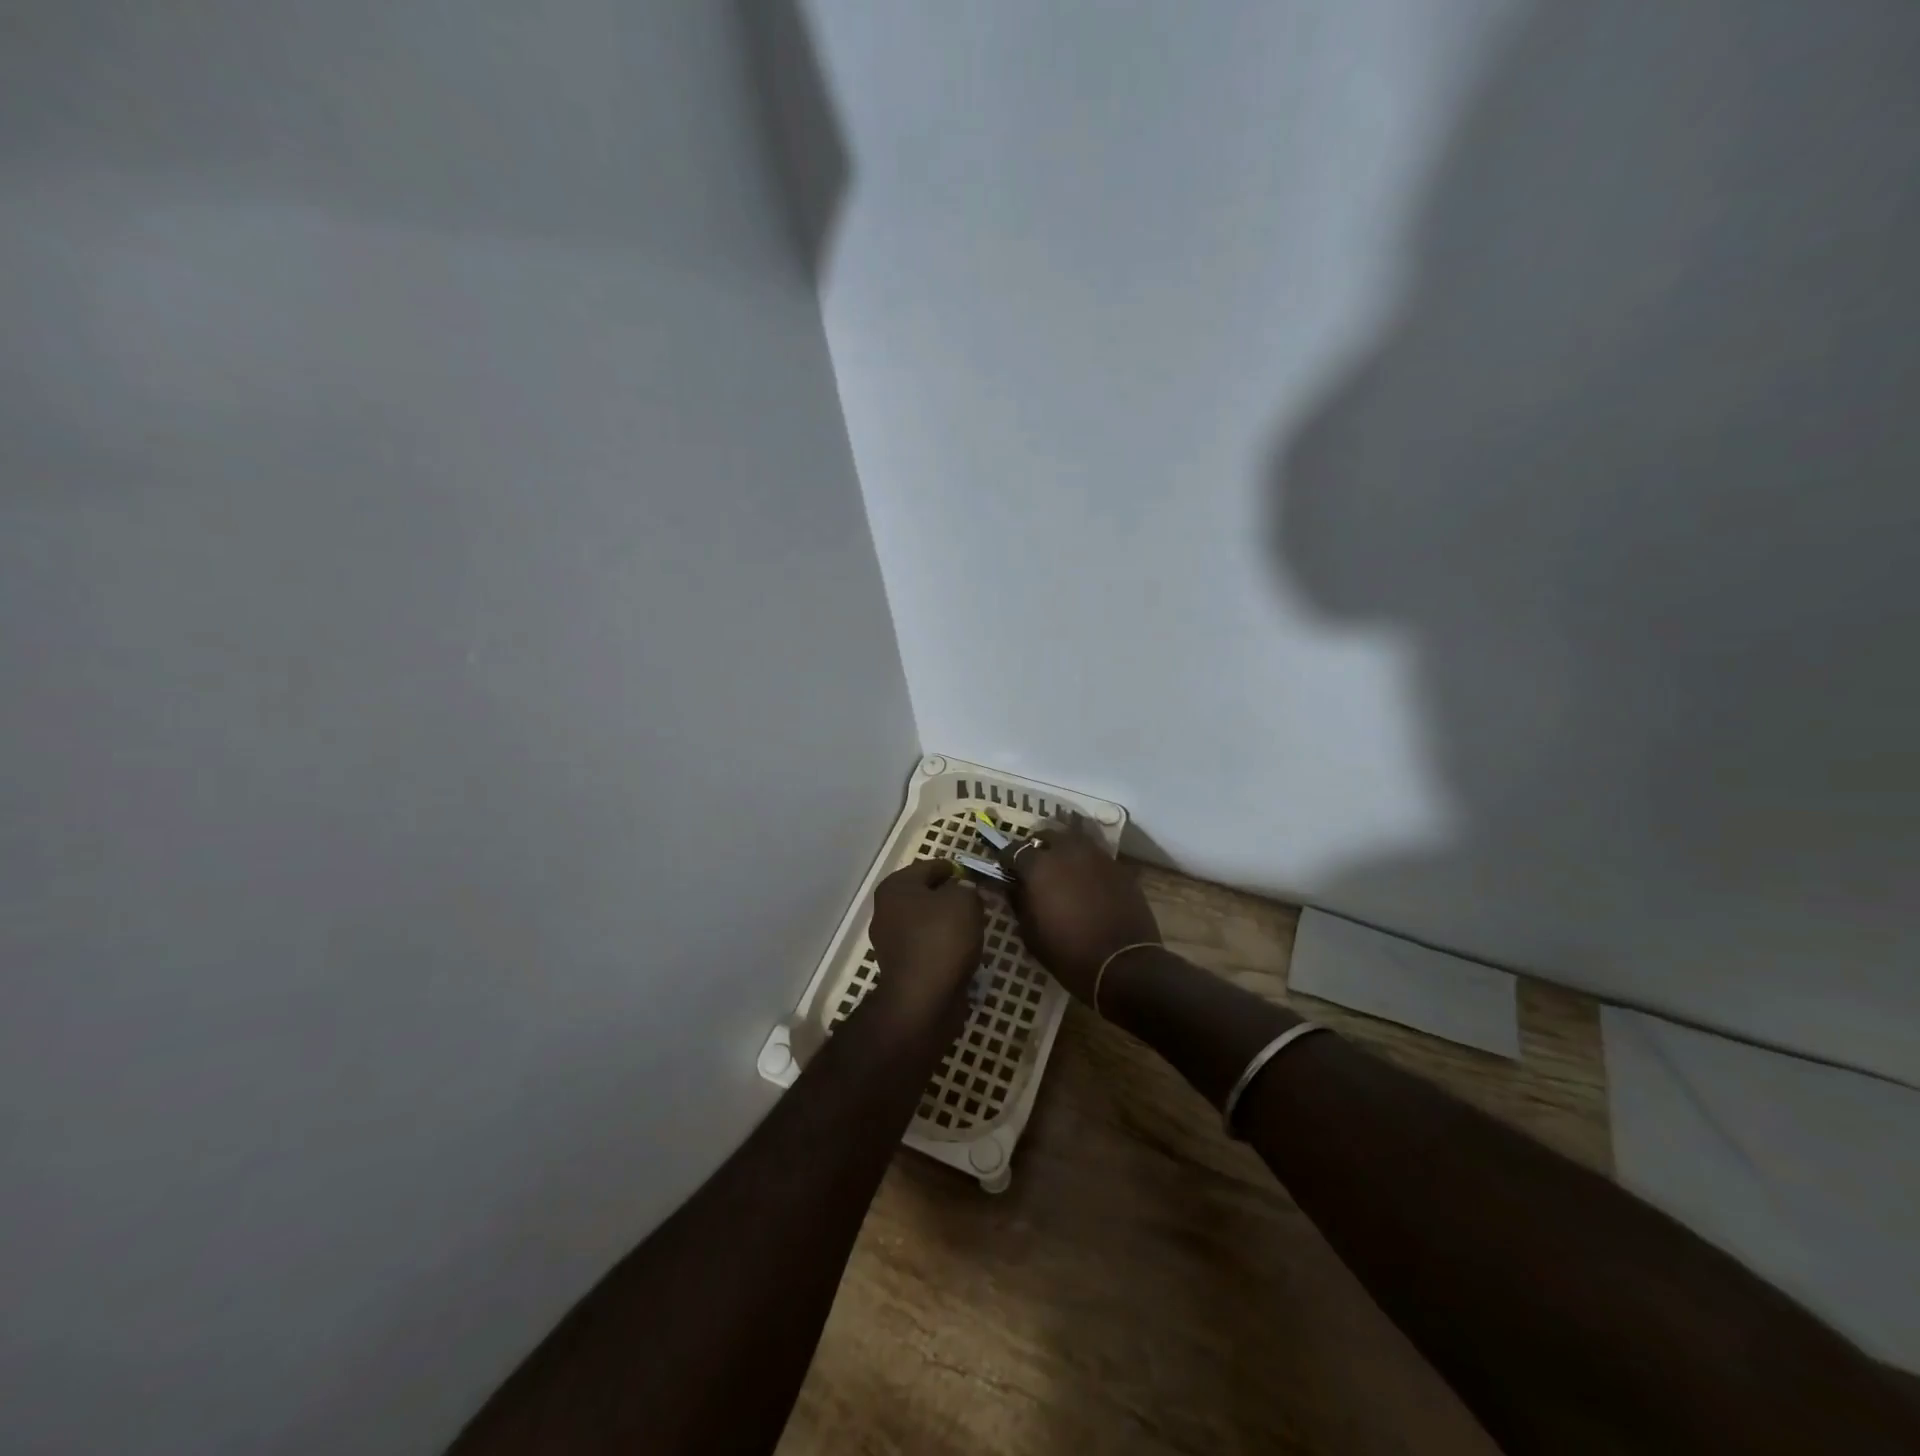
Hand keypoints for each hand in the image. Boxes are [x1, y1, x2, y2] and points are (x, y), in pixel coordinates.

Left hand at [865, 859, 985, 1030]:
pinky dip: (942, 946)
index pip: (928, 867)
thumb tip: (962, 894)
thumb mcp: (965, 901)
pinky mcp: (900, 968)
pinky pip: (926, 947)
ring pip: (925, 923)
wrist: (923, 999)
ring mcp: (890, 942)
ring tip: (973, 926)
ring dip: (945, 923)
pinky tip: (962, 951)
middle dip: (948, 896)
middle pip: (923, 895)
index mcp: (895, 887)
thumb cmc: (941, 938)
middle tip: (974, 900)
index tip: (970, 874)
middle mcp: (886, 911)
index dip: (951, 868)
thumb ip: (966, 889)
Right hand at [994, 814, 1160, 1003]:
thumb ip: (1018, 901)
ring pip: (1074, 839)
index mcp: (1039, 866)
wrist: (1123, 965)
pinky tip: (1086, 880)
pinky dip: (1086, 862)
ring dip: (1064, 849)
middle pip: (1046, 835)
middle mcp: (1067, 850)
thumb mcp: (1030, 933)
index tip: (1006, 870)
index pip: (1013, 849)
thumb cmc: (1068, 953)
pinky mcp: (1119, 866)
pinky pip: (1096, 855)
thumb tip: (1013, 886)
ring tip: (1062, 868)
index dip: (1007, 860)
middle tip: (1035, 866)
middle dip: (1037, 847)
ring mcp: (1096, 855)